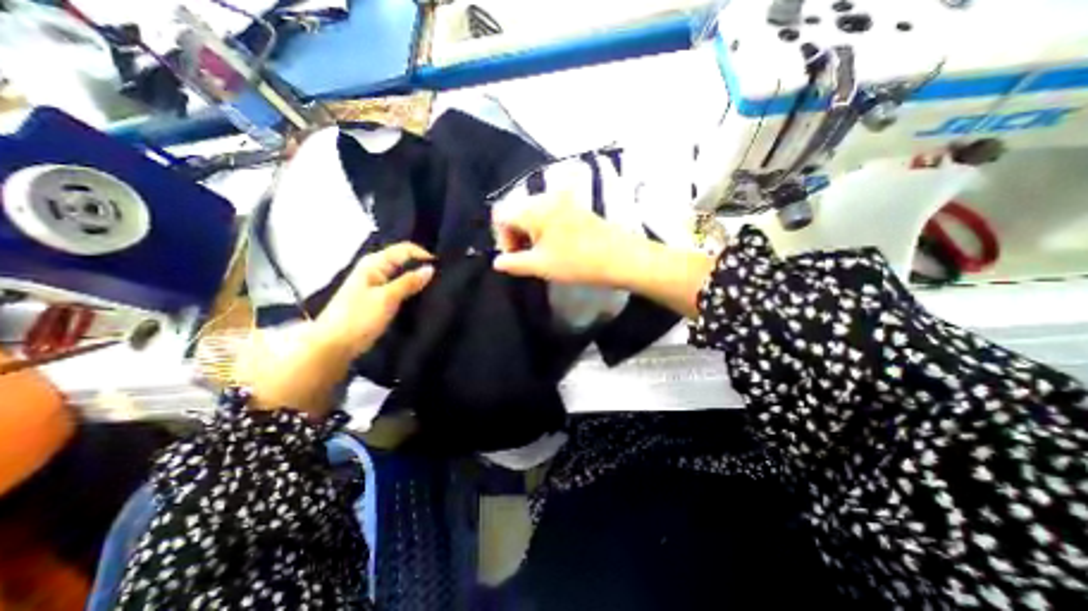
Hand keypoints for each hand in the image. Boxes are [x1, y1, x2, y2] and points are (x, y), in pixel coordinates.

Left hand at [241, 241, 433, 416]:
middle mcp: (374, 269)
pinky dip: (410, 288)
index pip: (404, 249)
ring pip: (402, 274)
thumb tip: (431, 268)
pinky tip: (421, 296)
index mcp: (374, 263)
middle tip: (442, 277)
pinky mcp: (377, 298)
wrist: (334, 345)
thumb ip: (409, 282)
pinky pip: (399, 286)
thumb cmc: (358, 318)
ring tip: (435, 286)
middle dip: (421, 265)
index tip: (442, 268)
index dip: (423, 255)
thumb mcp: (387, 298)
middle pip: (403, 260)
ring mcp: (375, 284)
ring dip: (417, 278)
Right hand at [493, 188, 715, 316]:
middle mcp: (546, 197)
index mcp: (534, 208)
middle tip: (526, 258)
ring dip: (530, 233)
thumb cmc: (577, 262)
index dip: (502, 239)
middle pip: (517, 212)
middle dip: (515, 235)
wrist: (620, 257)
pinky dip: (544, 229)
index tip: (514, 258)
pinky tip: (554, 247)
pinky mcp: (576, 208)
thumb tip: (497, 262)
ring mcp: (564, 200)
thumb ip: (513, 263)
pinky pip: (550, 214)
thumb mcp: (540, 265)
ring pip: (533, 213)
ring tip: (541, 255)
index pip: (502, 216)